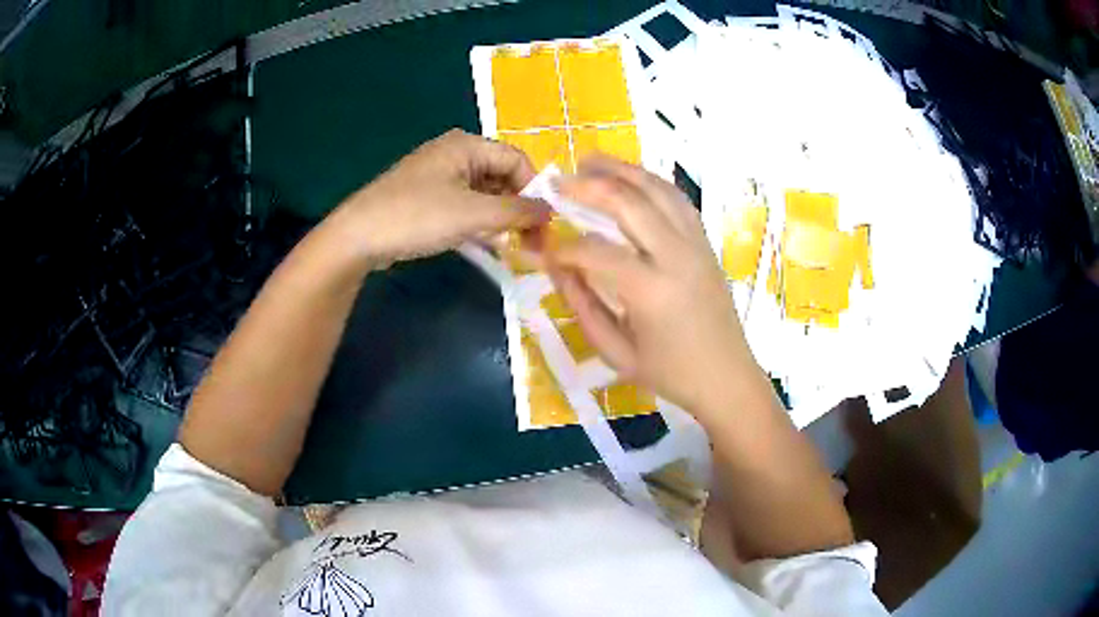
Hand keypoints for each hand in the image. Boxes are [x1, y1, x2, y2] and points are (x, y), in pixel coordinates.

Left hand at [336, 129, 547, 267]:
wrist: (358, 237)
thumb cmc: (417, 216)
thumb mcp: (473, 213)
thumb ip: (516, 211)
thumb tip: (550, 212)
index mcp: (467, 145)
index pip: (517, 161)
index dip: (535, 191)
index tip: (545, 225)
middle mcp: (455, 153)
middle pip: (502, 176)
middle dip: (519, 207)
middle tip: (532, 242)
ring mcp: (440, 176)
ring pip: (485, 193)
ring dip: (501, 217)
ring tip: (513, 245)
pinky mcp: (428, 197)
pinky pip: (466, 204)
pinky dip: (480, 221)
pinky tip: (487, 243)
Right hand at [548, 155, 756, 413]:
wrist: (728, 378)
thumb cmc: (671, 374)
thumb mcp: (617, 353)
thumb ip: (582, 306)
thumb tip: (557, 267)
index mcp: (651, 291)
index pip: (595, 252)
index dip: (563, 248)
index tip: (545, 252)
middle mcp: (676, 256)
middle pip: (629, 202)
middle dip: (588, 185)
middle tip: (558, 180)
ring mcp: (696, 245)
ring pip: (658, 189)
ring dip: (622, 170)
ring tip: (591, 162)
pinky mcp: (706, 243)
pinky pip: (678, 200)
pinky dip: (651, 182)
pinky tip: (632, 179)